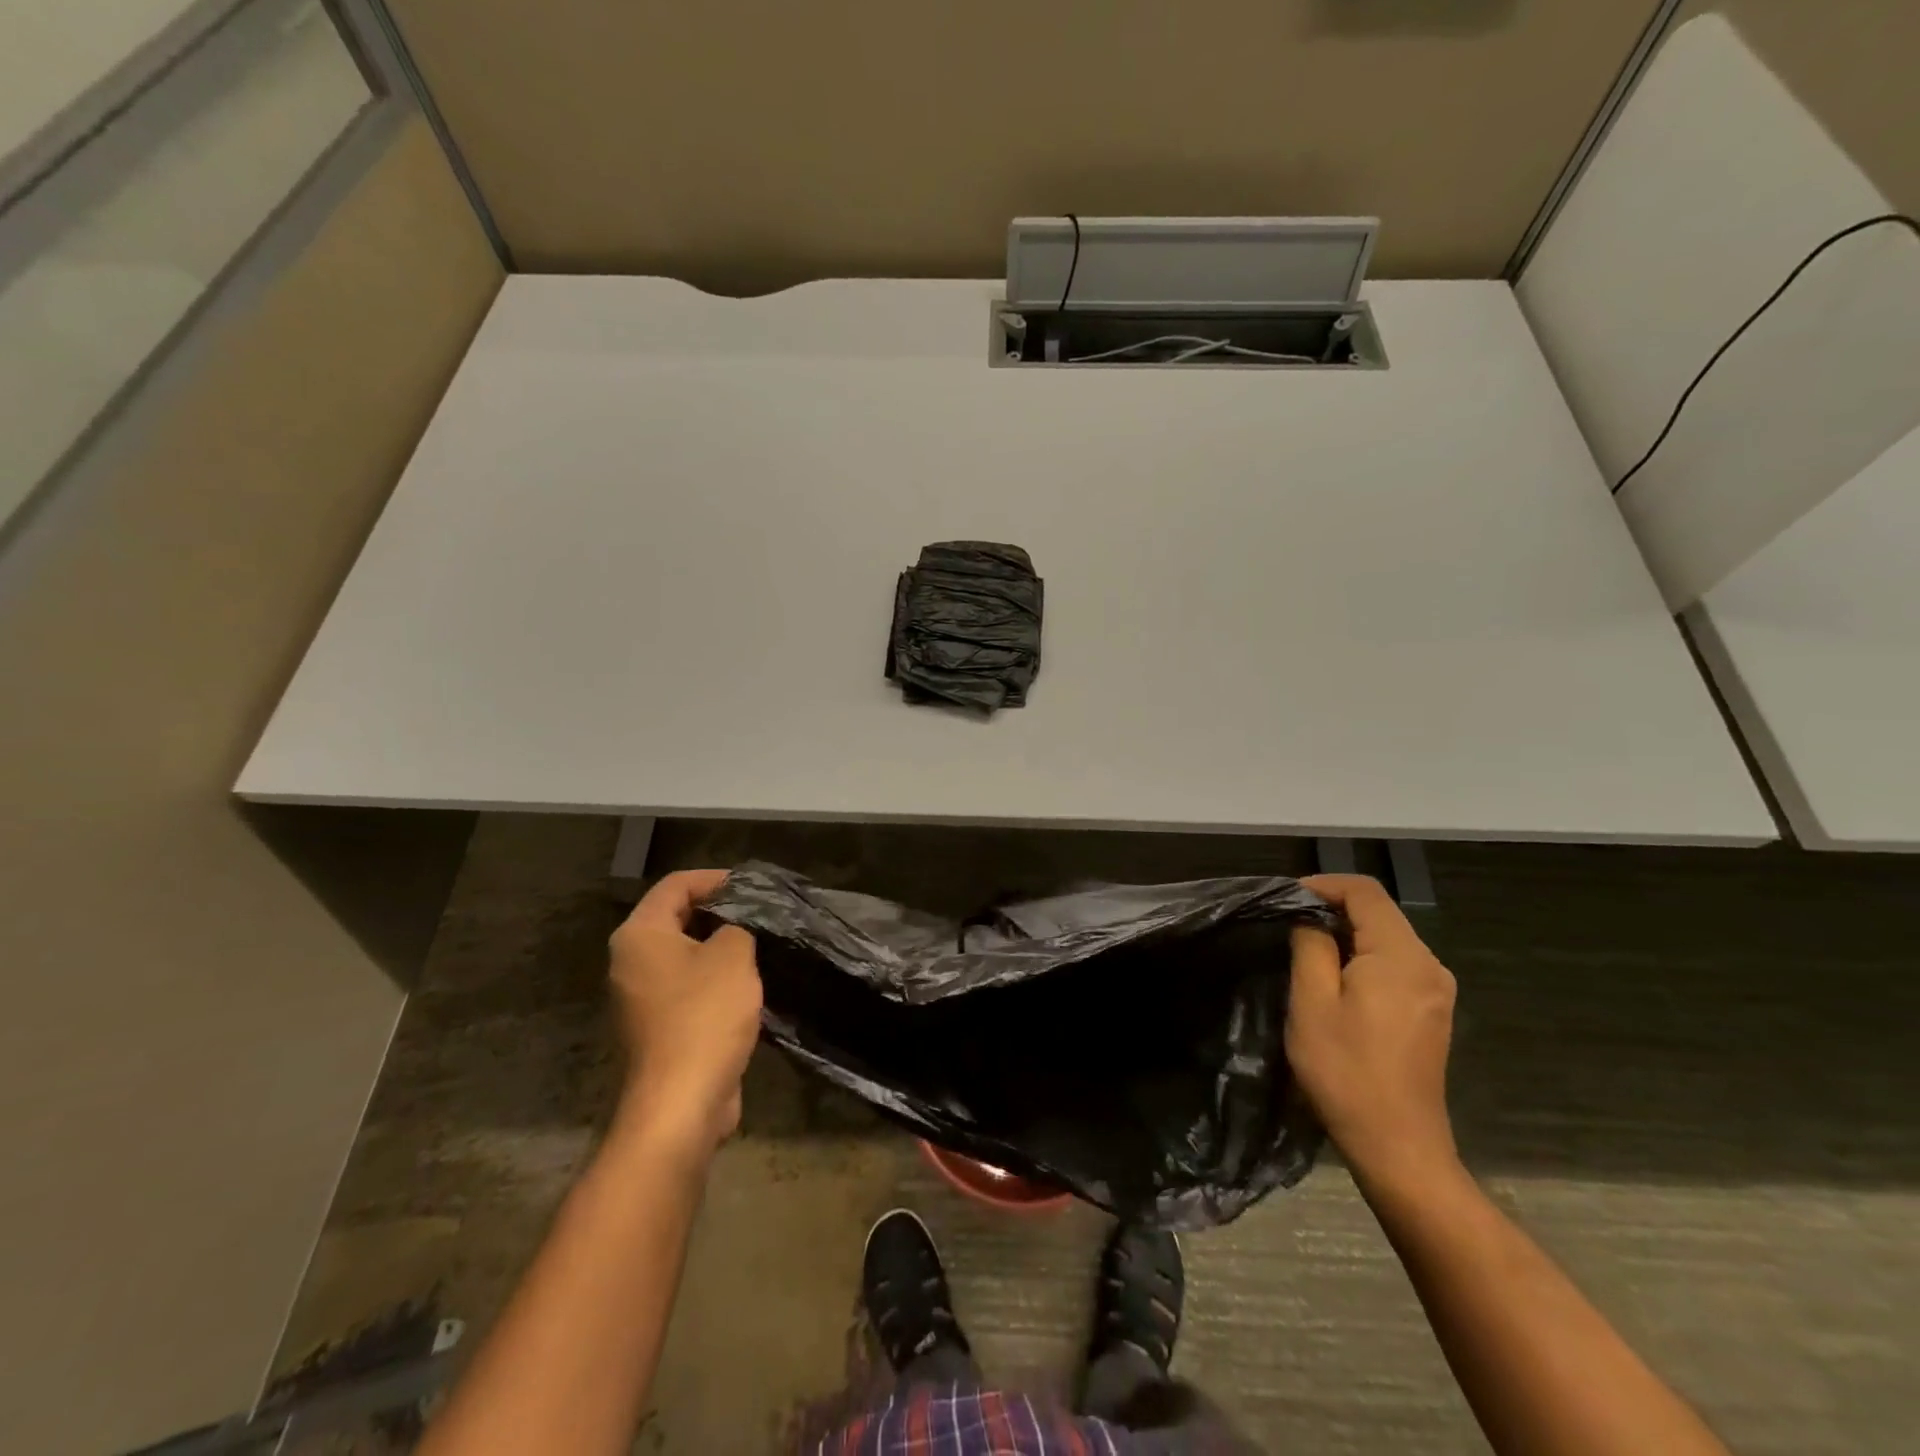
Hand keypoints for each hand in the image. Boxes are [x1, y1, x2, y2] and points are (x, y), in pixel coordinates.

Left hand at [608, 870, 762, 1153]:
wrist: (681, 1103)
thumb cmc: (704, 1016)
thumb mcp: (733, 955)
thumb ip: (737, 927)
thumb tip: (734, 929)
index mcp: (640, 935)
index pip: (676, 885)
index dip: (715, 879)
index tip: (752, 887)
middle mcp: (630, 961)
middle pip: (676, 918)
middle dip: (719, 912)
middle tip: (760, 914)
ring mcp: (640, 998)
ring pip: (683, 955)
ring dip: (719, 948)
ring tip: (759, 945)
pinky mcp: (657, 1028)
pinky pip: (686, 987)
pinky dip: (713, 980)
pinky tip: (747, 985)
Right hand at [1287, 874, 1459, 1191]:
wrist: (1398, 1146)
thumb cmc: (1346, 1072)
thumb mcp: (1312, 1003)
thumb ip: (1311, 947)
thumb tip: (1311, 921)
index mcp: (1402, 957)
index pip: (1366, 892)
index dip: (1324, 884)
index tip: (1286, 899)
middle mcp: (1429, 965)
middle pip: (1380, 912)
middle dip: (1333, 908)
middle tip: (1288, 924)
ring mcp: (1436, 990)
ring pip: (1388, 937)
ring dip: (1347, 933)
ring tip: (1305, 950)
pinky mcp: (1433, 1011)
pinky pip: (1396, 963)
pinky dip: (1363, 956)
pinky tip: (1336, 979)